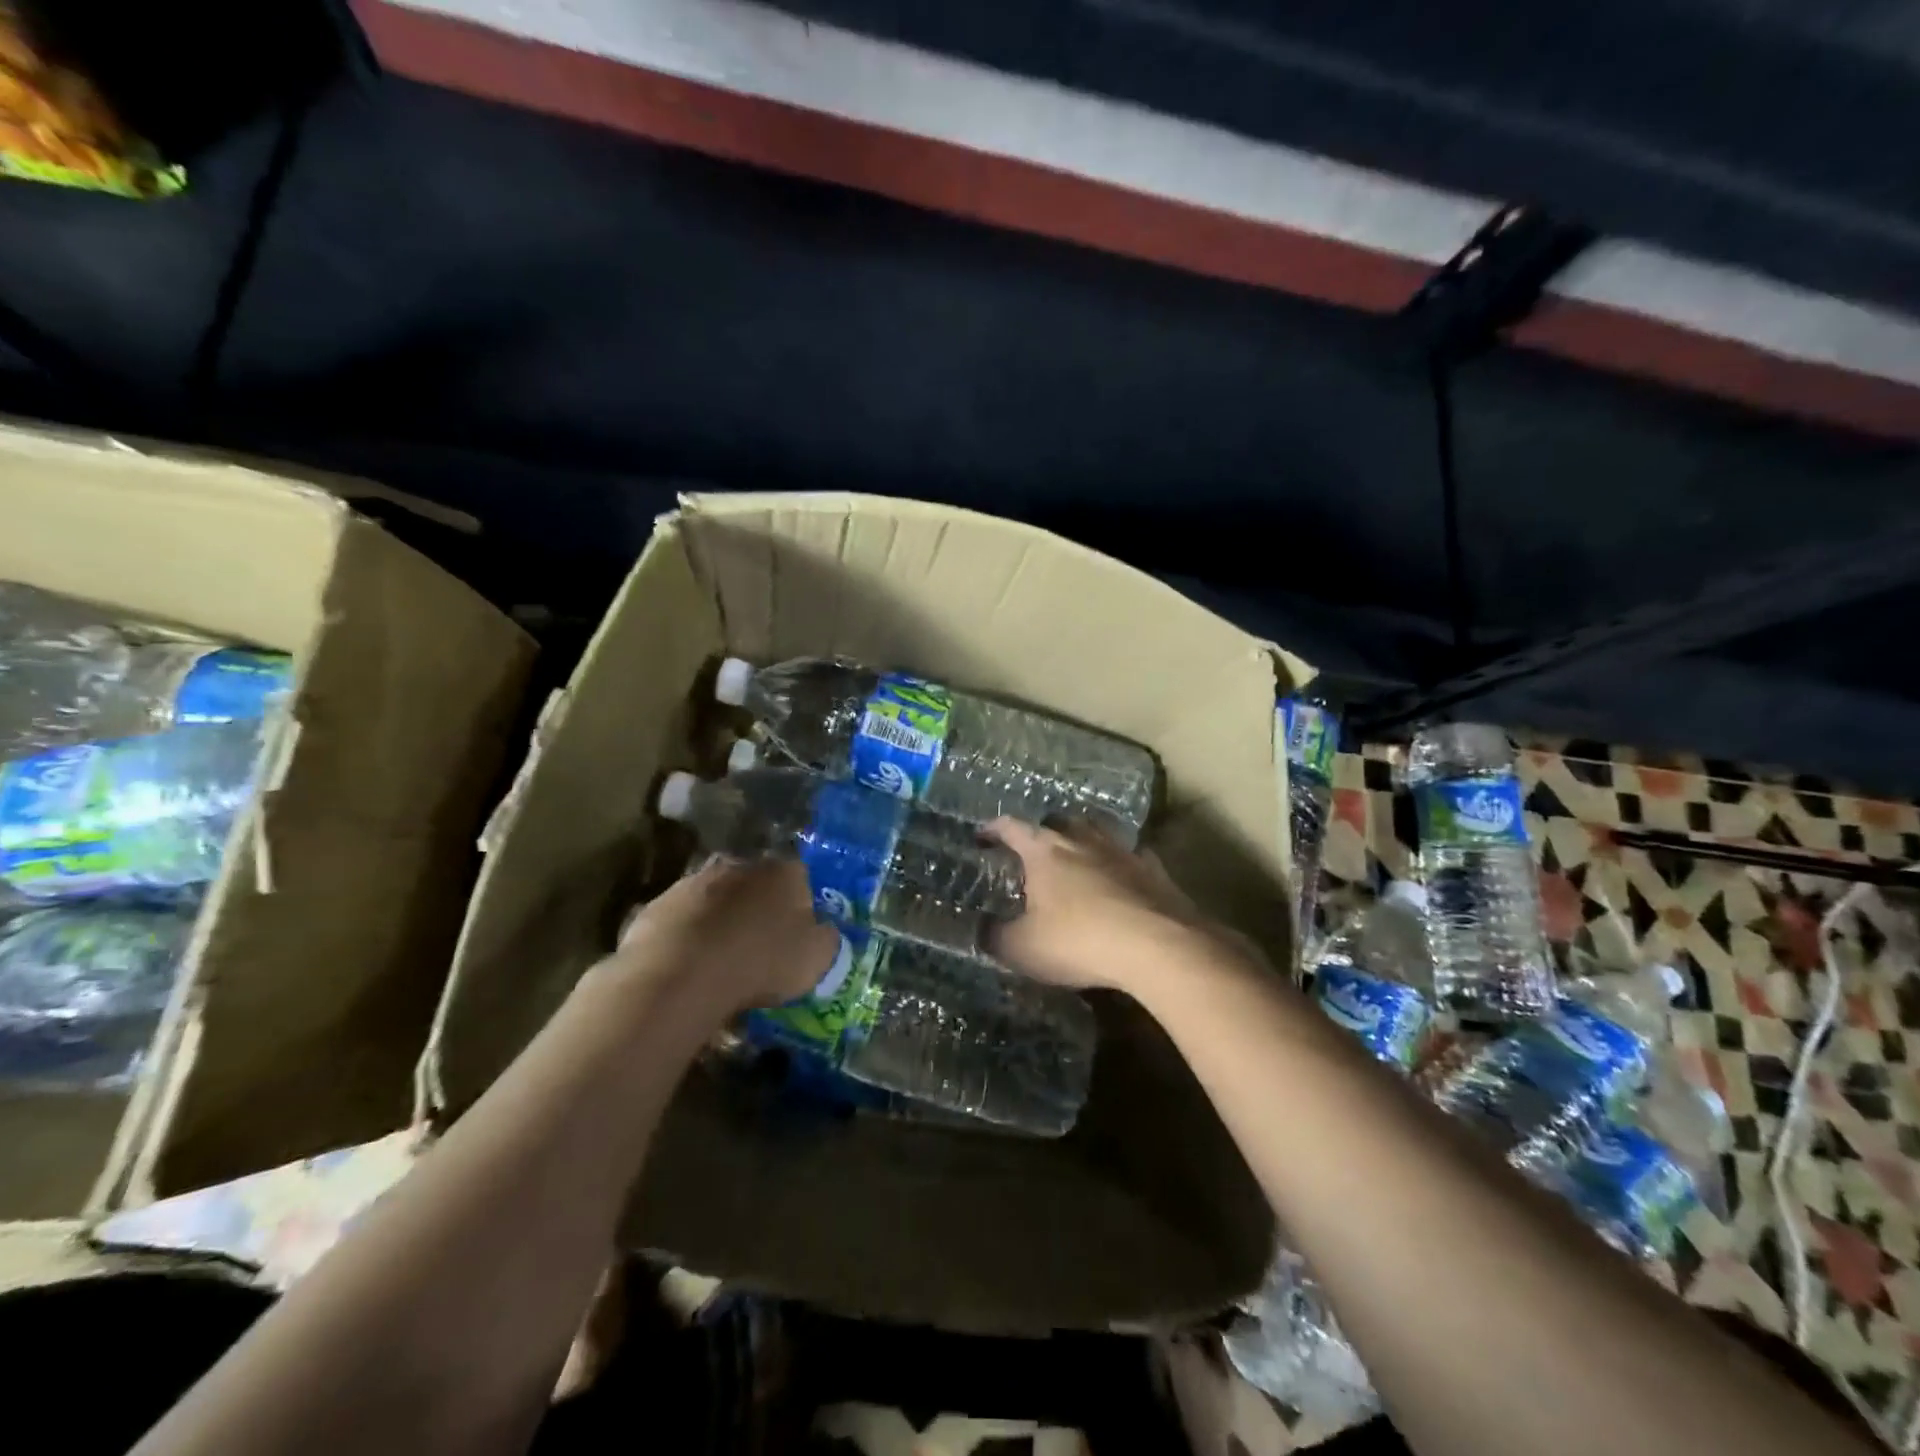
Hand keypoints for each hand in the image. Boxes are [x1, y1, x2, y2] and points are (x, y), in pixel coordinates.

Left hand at [610, 859, 838, 1013]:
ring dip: (722, 920)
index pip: (801, 879)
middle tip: (760, 945)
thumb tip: (824, 931)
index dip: (802, 907)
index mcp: (784, 872)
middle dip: (759, 908)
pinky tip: (690, 966)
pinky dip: (690, 936)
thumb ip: (825, 939)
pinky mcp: (659, 903)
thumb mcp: (816, 959)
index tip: (798, 936)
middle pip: (757, 884)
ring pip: (718, 898)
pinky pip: (685, 919)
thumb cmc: (761, 962)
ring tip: (722, 960)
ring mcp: (696, 881)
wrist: (681, 972)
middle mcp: (742, 865)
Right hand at [988, 818, 1251, 991]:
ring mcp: (1121, 850)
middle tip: (1033, 852)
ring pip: (1096, 833)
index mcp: (1044, 850)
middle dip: (1042, 832)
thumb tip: (983, 929)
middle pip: (1057, 822)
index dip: (993, 829)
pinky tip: (1120, 880)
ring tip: (1075, 861)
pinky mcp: (1153, 869)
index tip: (982, 836)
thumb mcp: (1022, 949)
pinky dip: (1119, 865)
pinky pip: (1130, 857)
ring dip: (1082, 842)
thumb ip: (996, 936)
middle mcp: (1081, 839)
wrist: (1158, 945)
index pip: (1011, 827)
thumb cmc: (1078, 940)